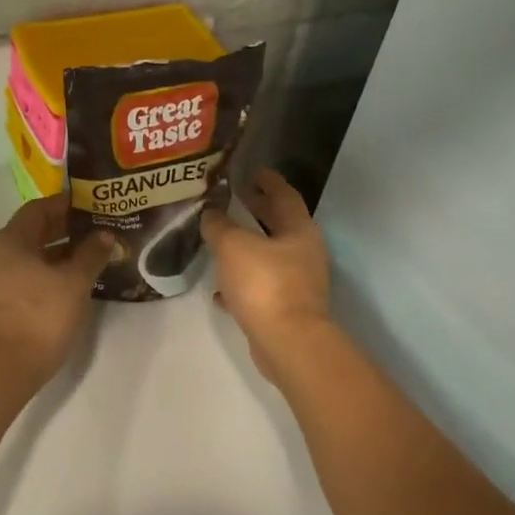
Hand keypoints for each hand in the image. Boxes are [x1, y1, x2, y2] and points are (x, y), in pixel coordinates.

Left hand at [0, 195, 116, 385]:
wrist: (4, 368)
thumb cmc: (41, 316)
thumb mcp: (74, 282)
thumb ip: (91, 254)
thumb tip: (103, 235)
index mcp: (9, 240)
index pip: (38, 209)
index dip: (65, 205)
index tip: (90, 206)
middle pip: (30, 232)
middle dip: (62, 230)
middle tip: (94, 231)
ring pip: (26, 256)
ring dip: (54, 254)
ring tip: (86, 259)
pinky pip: (20, 276)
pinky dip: (42, 273)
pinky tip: (66, 284)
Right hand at [201, 170, 333, 381]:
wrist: (287, 343)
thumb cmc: (265, 284)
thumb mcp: (233, 246)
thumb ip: (219, 226)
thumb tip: (211, 214)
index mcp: (299, 230)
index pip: (284, 195)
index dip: (268, 181)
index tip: (251, 171)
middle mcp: (303, 253)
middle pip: (278, 224)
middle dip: (256, 211)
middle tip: (233, 199)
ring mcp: (297, 283)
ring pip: (268, 257)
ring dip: (247, 247)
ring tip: (219, 240)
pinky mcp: (285, 309)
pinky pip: (260, 288)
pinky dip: (241, 284)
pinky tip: (219, 291)